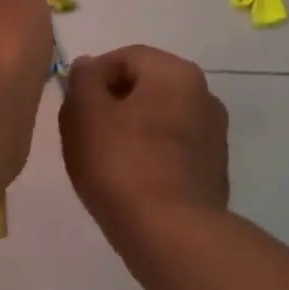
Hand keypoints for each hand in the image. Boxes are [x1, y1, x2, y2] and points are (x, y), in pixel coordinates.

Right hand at [60, 45, 228, 235]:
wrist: (170, 232)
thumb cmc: (120, 163)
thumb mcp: (84, 114)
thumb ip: (83, 80)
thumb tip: (89, 65)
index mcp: (176, 73)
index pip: (125, 57)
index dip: (92, 77)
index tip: (73, 106)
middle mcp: (204, 95)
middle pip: (146, 87)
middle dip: (112, 103)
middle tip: (84, 133)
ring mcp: (215, 135)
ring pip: (160, 119)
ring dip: (132, 130)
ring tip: (105, 160)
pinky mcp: (214, 170)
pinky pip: (173, 150)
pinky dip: (151, 155)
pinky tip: (131, 181)